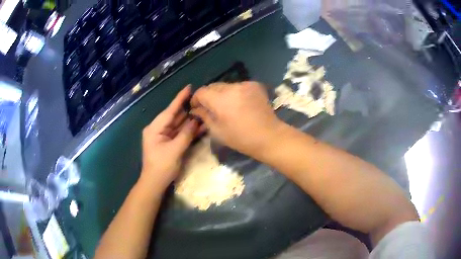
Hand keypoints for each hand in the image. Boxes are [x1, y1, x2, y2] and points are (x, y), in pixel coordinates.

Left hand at [140, 86, 201, 192]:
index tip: (189, 87)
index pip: (170, 110)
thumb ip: (186, 134)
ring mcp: (163, 136)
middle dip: (188, 110)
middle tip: (202, 101)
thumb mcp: (175, 150)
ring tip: (204, 112)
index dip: (180, 98)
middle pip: (175, 116)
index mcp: (155, 128)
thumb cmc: (162, 167)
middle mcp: (158, 129)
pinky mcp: (168, 142)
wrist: (155, 183)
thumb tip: (196, 120)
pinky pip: (179, 133)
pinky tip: (199, 126)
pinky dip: (188, 131)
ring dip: (190, 121)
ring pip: (178, 125)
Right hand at [190, 81, 283, 155]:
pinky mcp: (255, 85)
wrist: (269, 136)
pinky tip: (239, 104)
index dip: (196, 99)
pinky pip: (238, 86)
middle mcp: (232, 87)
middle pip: (213, 86)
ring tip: (226, 106)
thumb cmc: (241, 138)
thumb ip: (204, 116)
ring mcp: (245, 84)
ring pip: (226, 85)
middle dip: (208, 96)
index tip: (196, 107)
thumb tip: (196, 109)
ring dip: (222, 94)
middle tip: (210, 108)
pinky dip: (235, 93)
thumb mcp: (217, 131)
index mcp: (221, 100)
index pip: (201, 91)